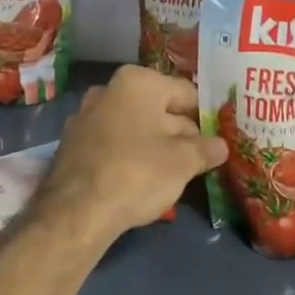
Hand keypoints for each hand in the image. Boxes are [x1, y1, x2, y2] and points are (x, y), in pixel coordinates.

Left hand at [34, 66, 226, 245]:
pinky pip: (113, 143)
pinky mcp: (73, 144)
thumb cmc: (137, 173)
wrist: (76, 212)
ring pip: (135, 126)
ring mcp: (86, 116)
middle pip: (159, 108)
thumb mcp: (183, 162)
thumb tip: (221, 145)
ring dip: (155, 144)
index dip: (205, 116)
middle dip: (180, 132)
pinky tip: (141, 180)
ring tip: (175, 173)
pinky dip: (129, 155)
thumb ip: (205, 149)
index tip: (218, 138)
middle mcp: (108, 89)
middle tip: (201, 158)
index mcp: (137, 81)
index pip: (185, 93)